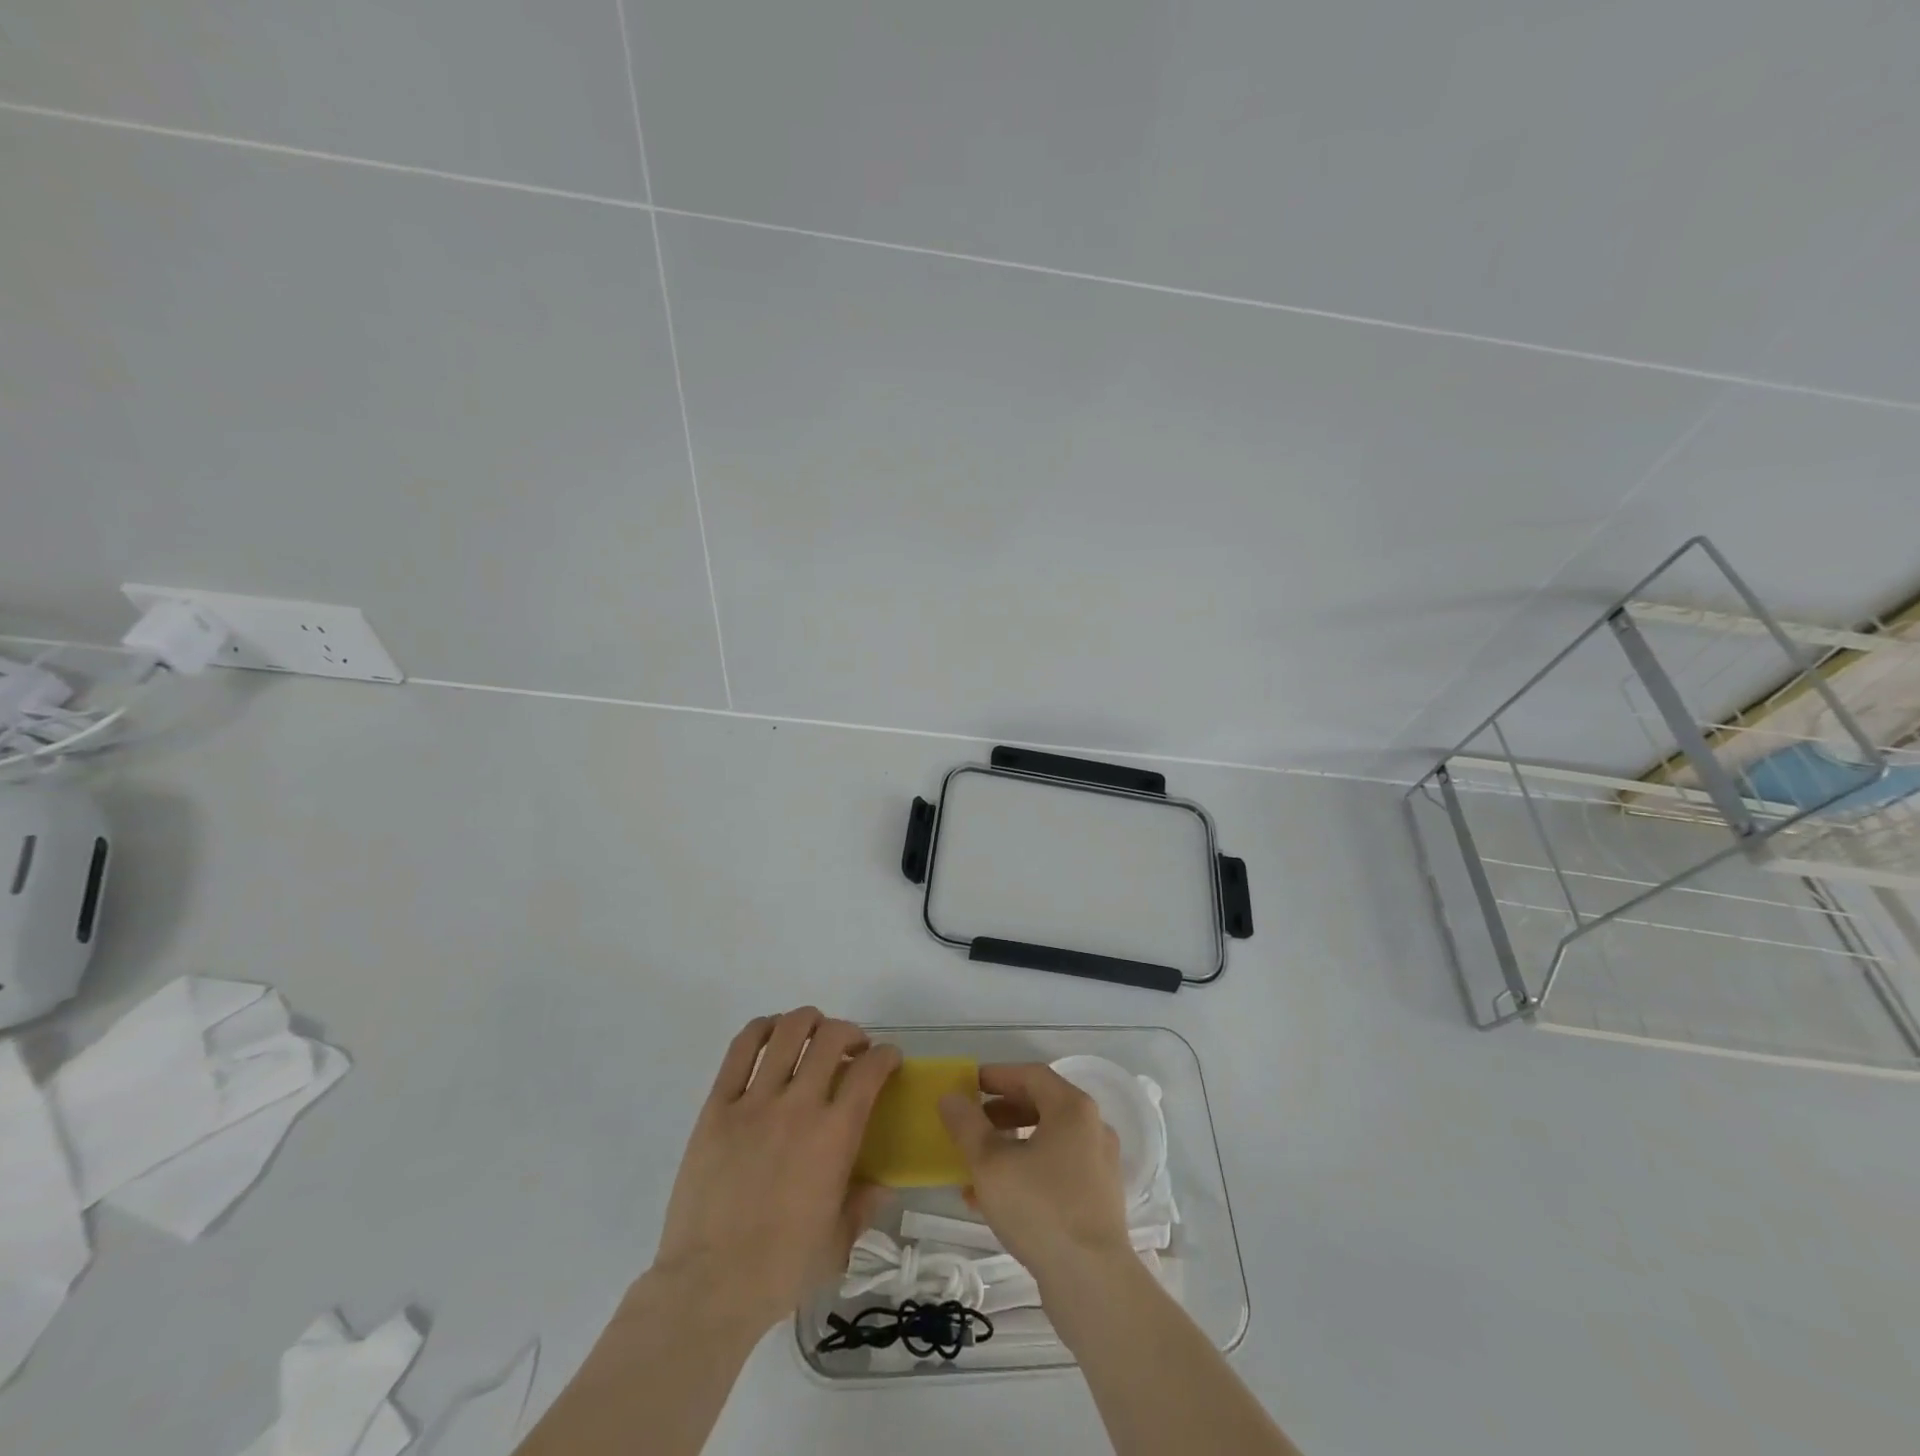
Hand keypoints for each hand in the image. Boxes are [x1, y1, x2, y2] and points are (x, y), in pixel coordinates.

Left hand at [652, 1008, 900, 1332]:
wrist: (709, 1287)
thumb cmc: (780, 1270)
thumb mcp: (838, 1244)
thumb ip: (863, 1206)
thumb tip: (880, 1186)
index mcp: (835, 1136)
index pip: (869, 1071)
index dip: (886, 1055)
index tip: (888, 1059)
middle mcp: (799, 1106)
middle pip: (830, 1037)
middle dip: (849, 1032)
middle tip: (851, 1048)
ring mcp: (755, 1102)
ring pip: (786, 1032)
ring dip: (807, 1021)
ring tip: (812, 1033)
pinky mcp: (717, 1107)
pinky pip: (739, 1050)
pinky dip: (760, 1030)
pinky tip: (770, 1033)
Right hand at [938, 1064, 1132, 1286]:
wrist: (1093, 1283)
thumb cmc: (1040, 1209)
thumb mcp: (990, 1164)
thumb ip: (966, 1126)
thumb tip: (950, 1097)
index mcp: (1073, 1108)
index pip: (1031, 1075)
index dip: (996, 1076)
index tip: (967, 1084)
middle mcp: (1092, 1128)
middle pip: (1041, 1106)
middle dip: (1000, 1112)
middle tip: (970, 1122)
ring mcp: (1098, 1166)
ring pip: (1046, 1142)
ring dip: (1009, 1147)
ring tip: (975, 1165)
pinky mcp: (1097, 1200)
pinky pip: (1056, 1172)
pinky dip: (1025, 1173)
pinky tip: (993, 1200)